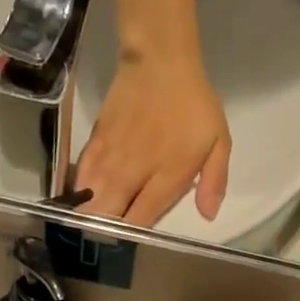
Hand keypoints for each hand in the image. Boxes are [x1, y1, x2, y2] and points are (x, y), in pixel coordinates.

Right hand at [76, 50, 231, 226]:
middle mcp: (136, 170)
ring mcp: (113, 156)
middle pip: (111, 213)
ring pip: (93, 197)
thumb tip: (208, 215)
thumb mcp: (219, 141)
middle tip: (110, 235)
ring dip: (90, 214)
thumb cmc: (194, 103)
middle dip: (108, 230)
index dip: (135, 234)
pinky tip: (82, 198)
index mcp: (168, 174)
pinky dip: (80, 189)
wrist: (159, 61)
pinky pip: (82, 174)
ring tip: (92, 224)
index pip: (143, 217)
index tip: (135, 239)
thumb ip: (214, 180)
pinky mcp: (96, 141)